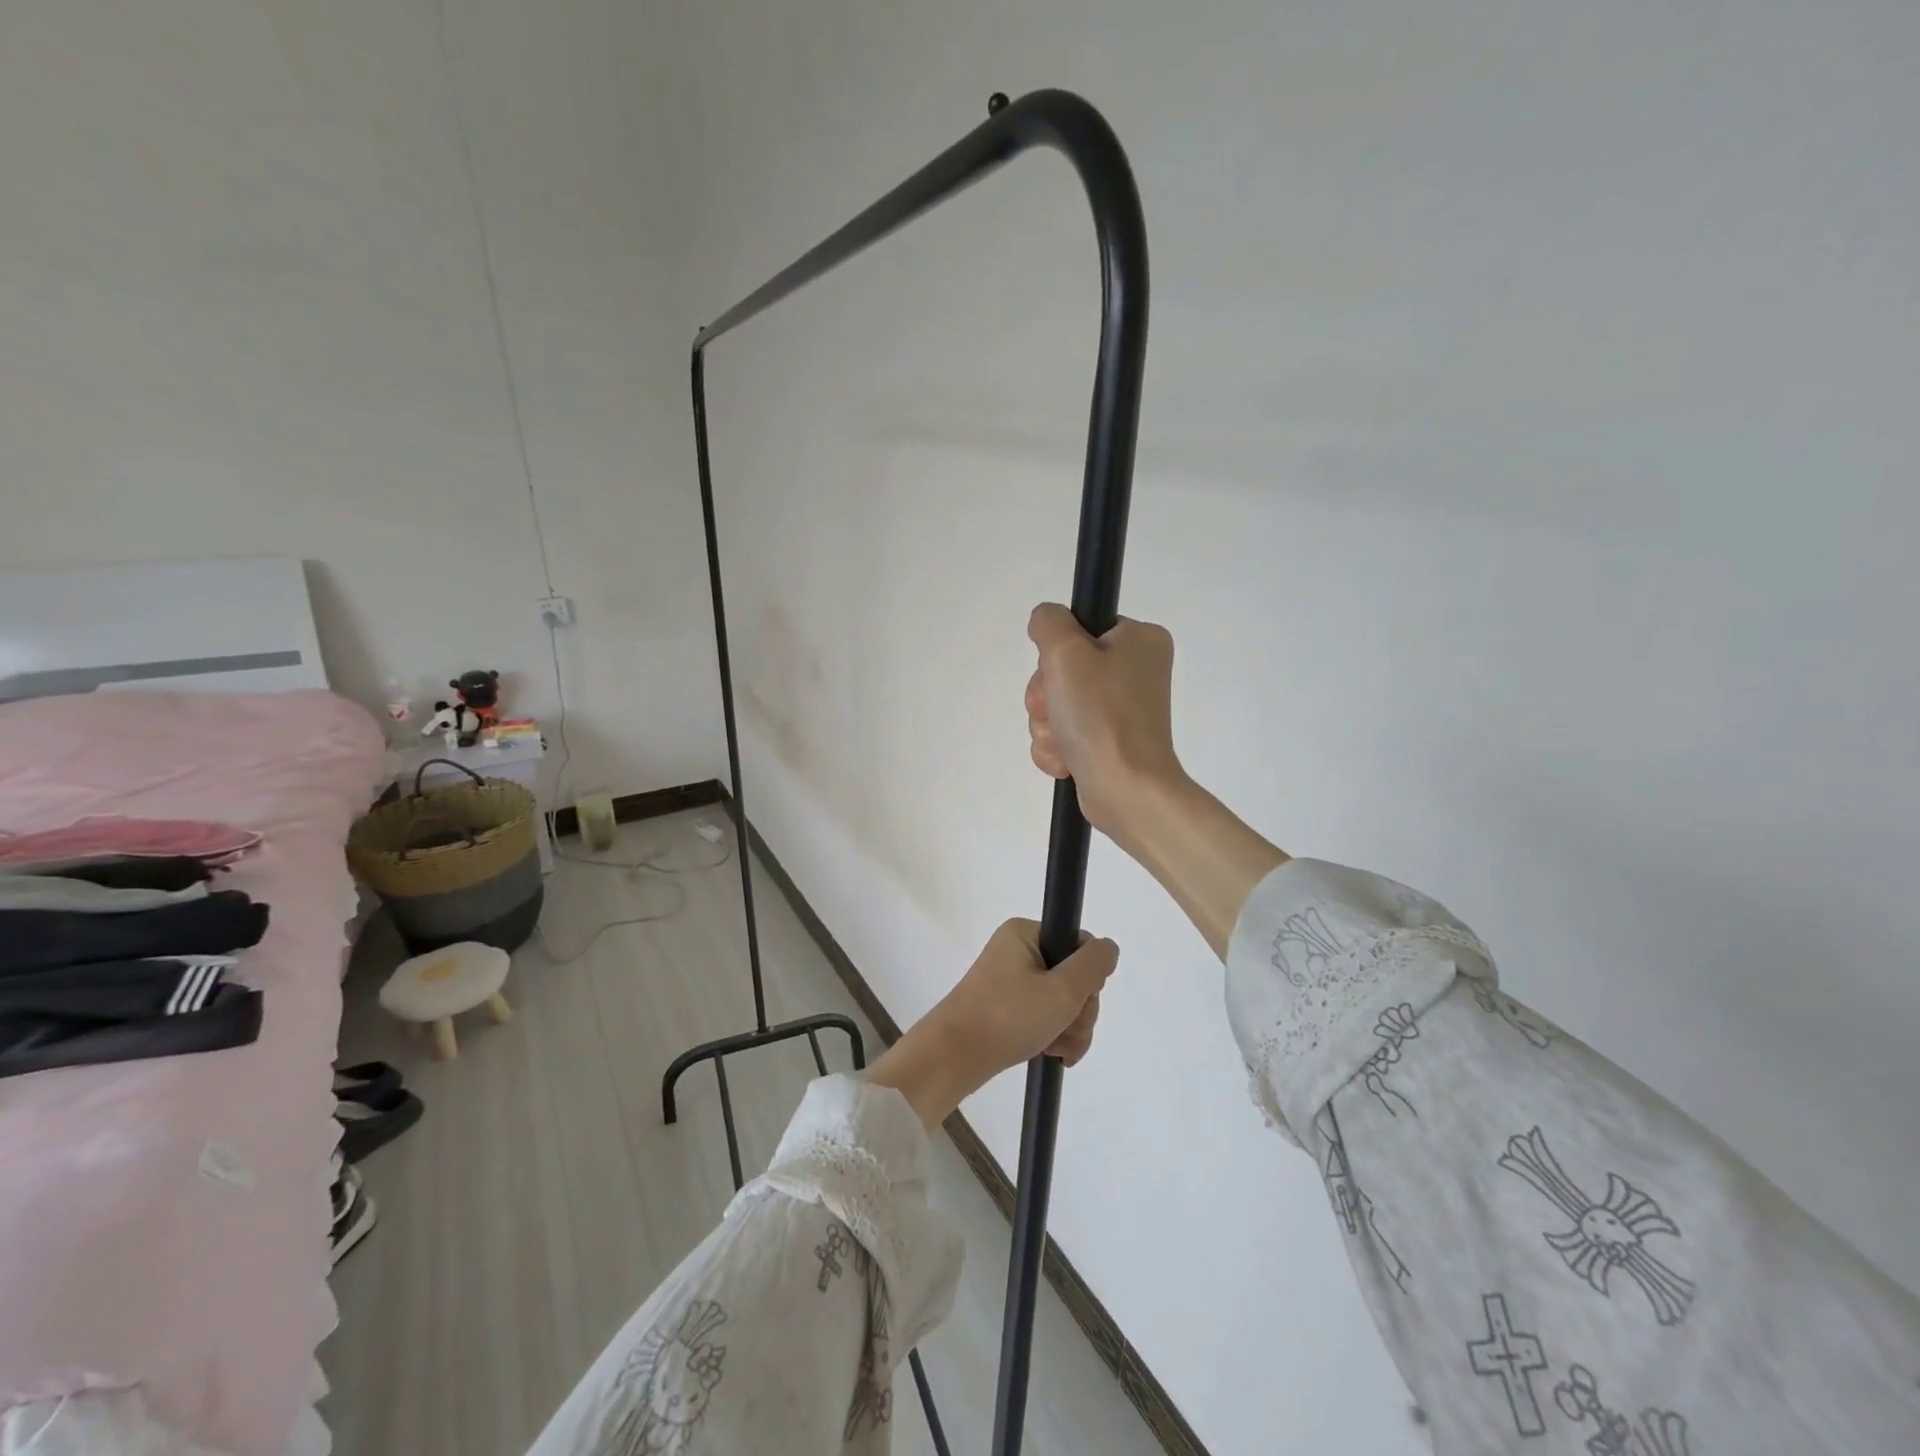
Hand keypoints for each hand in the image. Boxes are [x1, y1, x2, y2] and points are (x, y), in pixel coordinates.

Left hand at [868, 920, 1117, 1129]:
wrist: (953, 1058)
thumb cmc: (1007, 1017)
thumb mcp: (1061, 990)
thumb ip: (1093, 965)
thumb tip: (1108, 947)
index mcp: (1025, 933)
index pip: (1079, 945)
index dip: (1089, 977)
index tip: (1079, 1000)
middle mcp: (1017, 950)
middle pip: (1073, 976)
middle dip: (1079, 1010)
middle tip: (1066, 1032)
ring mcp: (1010, 980)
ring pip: (1062, 1001)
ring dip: (1070, 1028)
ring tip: (1058, 1051)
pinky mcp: (1005, 1007)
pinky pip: (1043, 1015)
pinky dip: (1053, 1035)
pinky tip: (1052, 1055)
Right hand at [1026, 602, 1288, 958]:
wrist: (1126, 789)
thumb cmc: (1102, 716)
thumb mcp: (1067, 653)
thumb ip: (1049, 622)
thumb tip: (1046, 621)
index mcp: (1140, 640)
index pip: (1079, 628)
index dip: (1058, 652)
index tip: (1060, 672)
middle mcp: (1135, 671)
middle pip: (1063, 669)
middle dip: (1048, 697)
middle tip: (1059, 711)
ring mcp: (1122, 710)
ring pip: (1057, 704)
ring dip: (1048, 725)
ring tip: (1065, 742)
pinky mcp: (1109, 742)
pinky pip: (1065, 734)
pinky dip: (1057, 747)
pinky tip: (1066, 760)